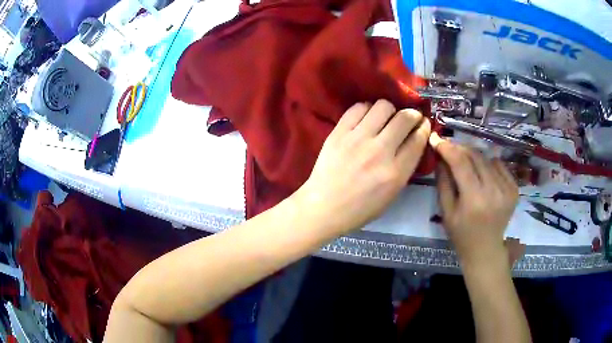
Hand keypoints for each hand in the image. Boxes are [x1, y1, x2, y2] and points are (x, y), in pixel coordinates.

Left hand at [296, 100, 430, 234]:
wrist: (324, 207)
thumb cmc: (360, 208)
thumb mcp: (392, 194)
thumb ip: (405, 167)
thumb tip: (413, 141)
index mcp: (396, 172)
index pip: (418, 139)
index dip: (424, 127)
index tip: (423, 124)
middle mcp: (380, 151)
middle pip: (404, 118)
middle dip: (412, 115)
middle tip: (408, 118)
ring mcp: (358, 139)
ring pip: (383, 106)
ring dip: (390, 110)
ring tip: (385, 118)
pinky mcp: (339, 132)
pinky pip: (358, 108)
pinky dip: (367, 109)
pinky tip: (366, 119)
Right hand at [430, 133, 518, 265]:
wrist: (486, 250)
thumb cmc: (461, 235)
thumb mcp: (446, 212)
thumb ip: (443, 182)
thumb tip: (441, 156)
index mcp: (474, 200)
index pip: (460, 163)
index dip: (447, 148)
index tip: (436, 138)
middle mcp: (493, 192)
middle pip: (476, 156)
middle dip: (460, 148)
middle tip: (449, 148)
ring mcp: (507, 189)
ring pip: (487, 158)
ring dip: (474, 156)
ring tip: (466, 163)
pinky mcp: (514, 189)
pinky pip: (499, 165)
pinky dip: (489, 164)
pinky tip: (483, 173)